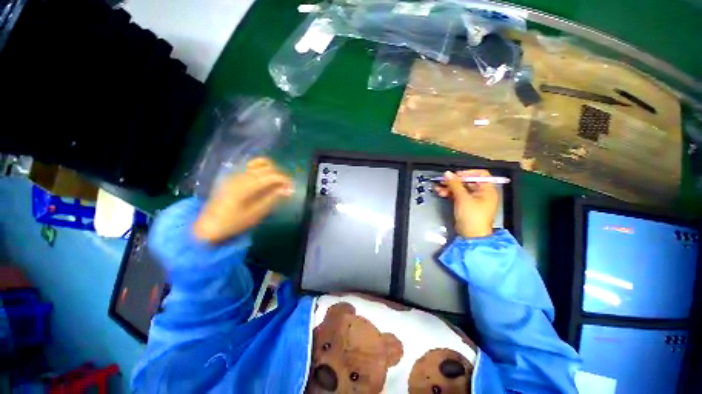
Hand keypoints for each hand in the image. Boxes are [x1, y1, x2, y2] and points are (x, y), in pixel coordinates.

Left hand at [193, 158, 293, 242]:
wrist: (207, 226)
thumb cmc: (232, 222)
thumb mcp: (255, 214)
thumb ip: (272, 199)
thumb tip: (288, 190)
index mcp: (247, 185)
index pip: (273, 175)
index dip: (285, 180)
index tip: (292, 188)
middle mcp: (242, 175)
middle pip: (268, 167)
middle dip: (280, 175)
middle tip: (287, 187)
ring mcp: (236, 173)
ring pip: (259, 163)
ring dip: (272, 170)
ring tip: (277, 182)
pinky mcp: (233, 176)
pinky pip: (251, 166)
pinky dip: (262, 169)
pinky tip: (264, 180)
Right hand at [435, 169, 498, 237]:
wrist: (470, 236)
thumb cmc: (472, 217)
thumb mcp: (462, 198)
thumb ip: (454, 184)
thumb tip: (448, 173)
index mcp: (487, 190)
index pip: (480, 174)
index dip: (467, 173)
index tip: (455, 175)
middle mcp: (482, 193)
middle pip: (467, 181)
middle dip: (454, 181)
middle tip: (443, 180)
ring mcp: (473, 200)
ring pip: (460, 189)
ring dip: (449, 187)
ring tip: (439, 187)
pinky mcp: (466, 205)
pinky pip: (457, 195)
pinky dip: (450, 193)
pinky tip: (441, 192)